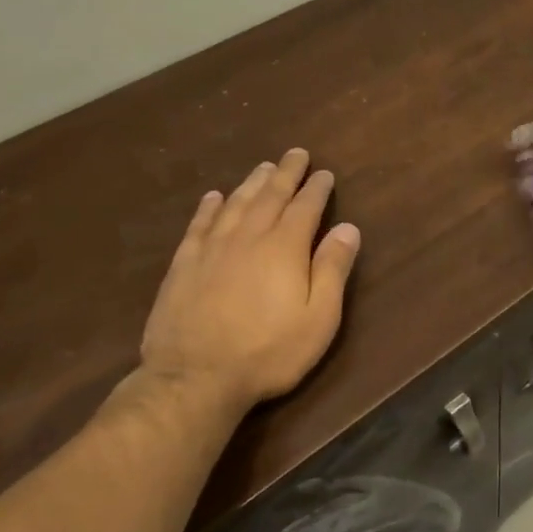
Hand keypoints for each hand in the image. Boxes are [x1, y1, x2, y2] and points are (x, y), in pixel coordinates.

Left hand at [139, 148, 360, 412]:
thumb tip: (349, 228)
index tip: (324, 173)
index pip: (305, 208)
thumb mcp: (318, 318)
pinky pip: (198, 225)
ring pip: (234, 204)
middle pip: (269, 197)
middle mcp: (247, 238)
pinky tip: (213, 197)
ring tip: (263, 168)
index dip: (316, 189)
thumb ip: (333, 270)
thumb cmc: (268, 352)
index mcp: (284, 248)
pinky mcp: (183, 265)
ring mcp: (211, 249)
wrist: (194, 378)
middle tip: (295, 154)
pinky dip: (209, 208)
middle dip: (285, 174)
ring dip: (251, 183)